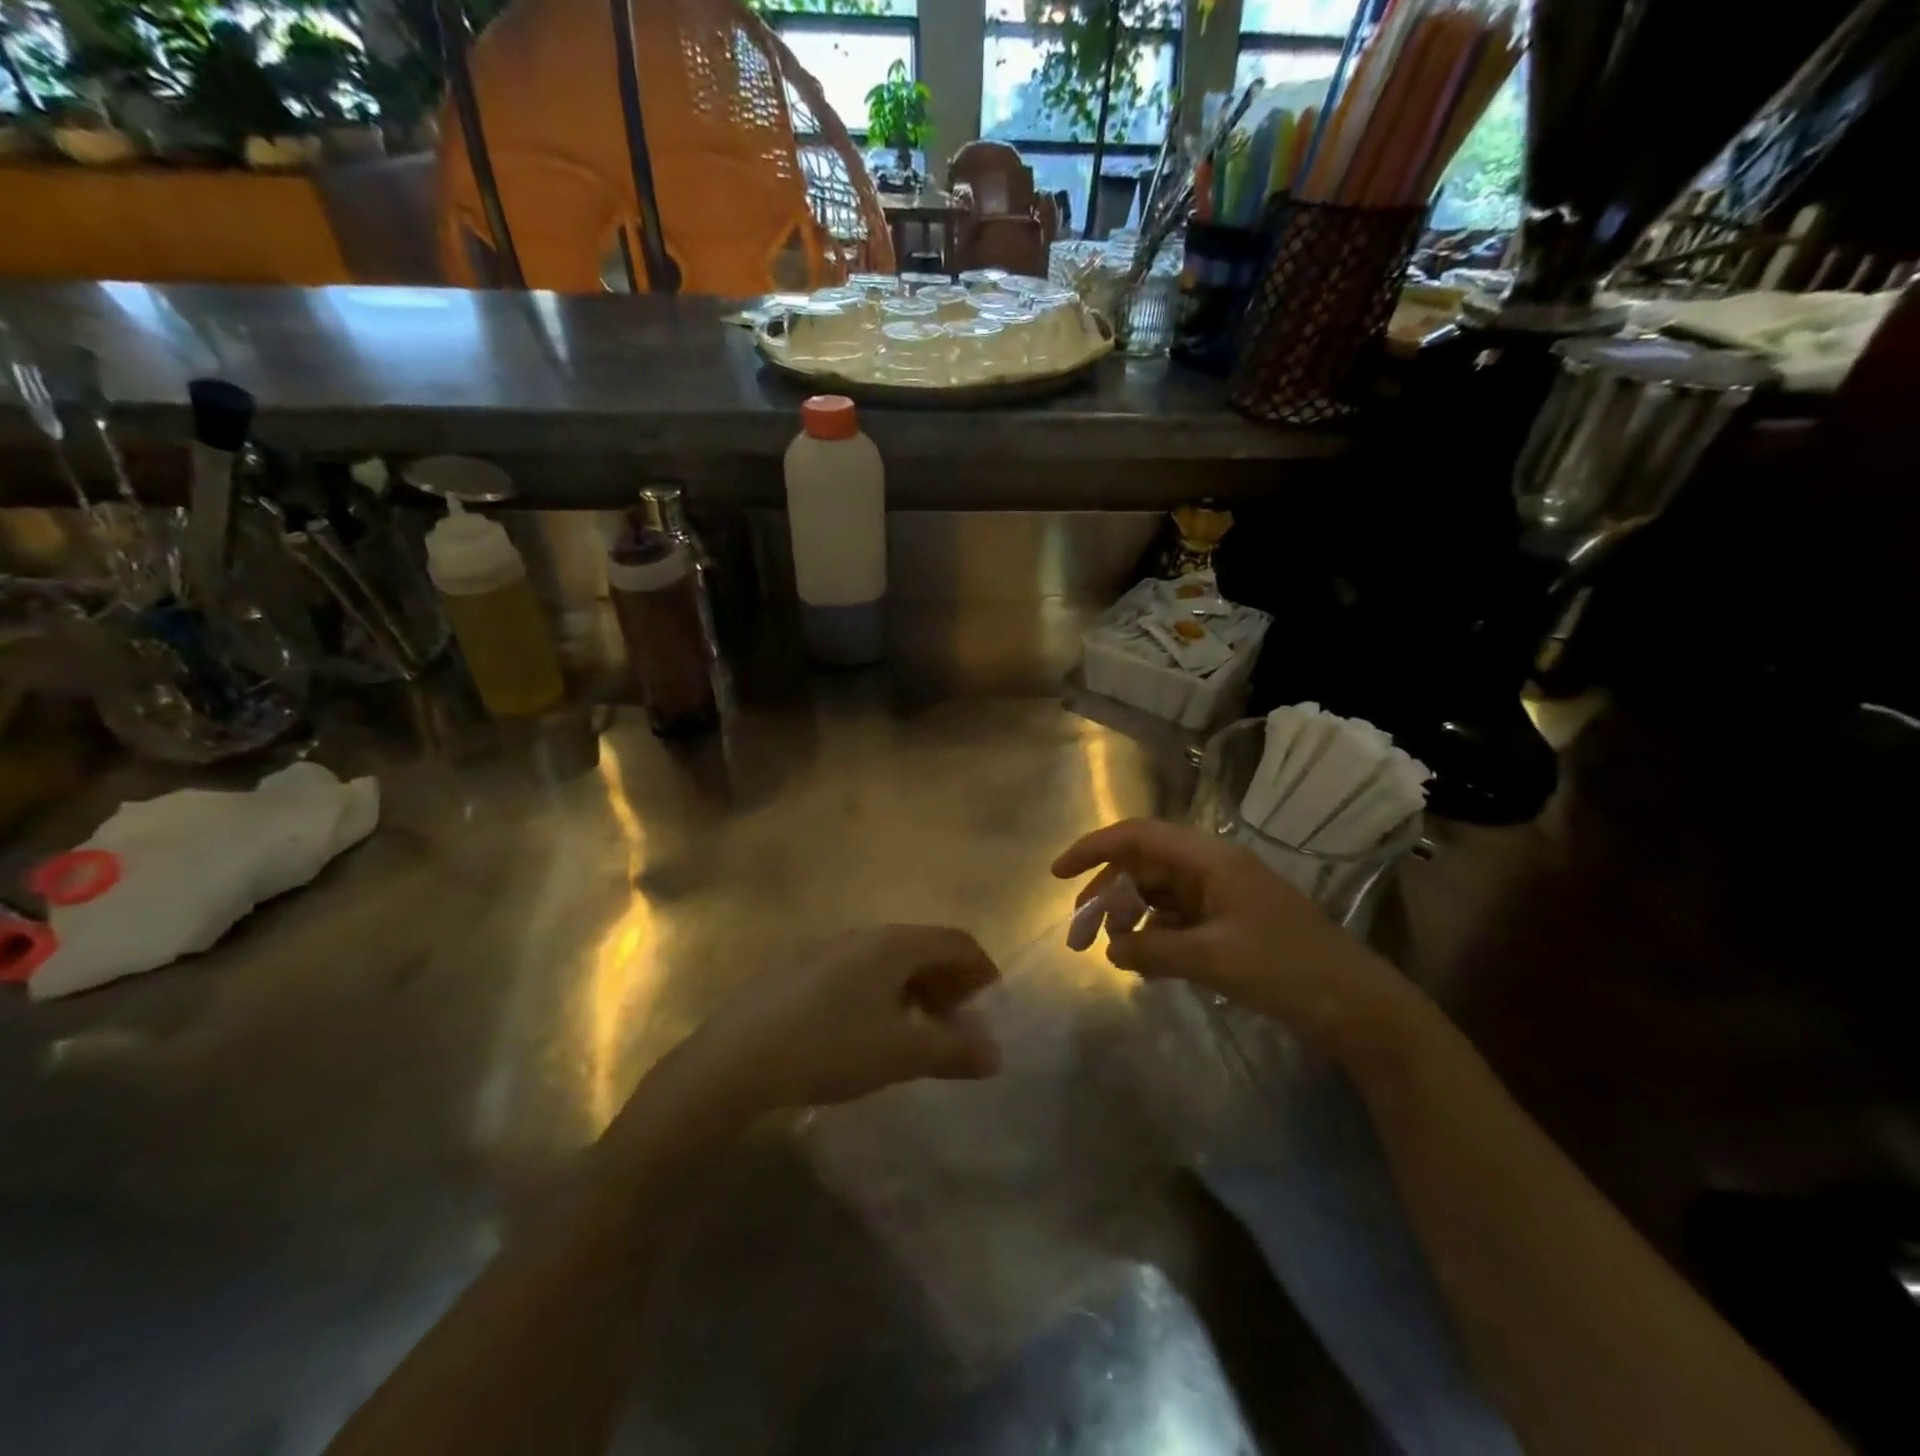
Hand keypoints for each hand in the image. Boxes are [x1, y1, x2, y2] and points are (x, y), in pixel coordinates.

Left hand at [674, 925, 1003, 1113]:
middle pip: (922, 947)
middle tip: (956, 1025)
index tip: (990, 1007)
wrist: (735, 1060)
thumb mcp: (901, 1054)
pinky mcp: (798, 969)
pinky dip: (880, 993)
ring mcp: (826, 948)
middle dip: (948, 982)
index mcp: (893, 943)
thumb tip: (995, 1053)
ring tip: (915, 1032)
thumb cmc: (830, 1047)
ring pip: (888, 960)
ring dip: (914, 990)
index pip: (956, 941)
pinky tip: (866, 1031)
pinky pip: (857, 971)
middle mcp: (862, 934)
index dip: (981, 970)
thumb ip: (954, 1051)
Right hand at [1052, 818, 1403, 1053]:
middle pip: (1144, 865)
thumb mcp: (1212, 958)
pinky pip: (1178, 918)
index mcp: (1209, 859)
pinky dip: (1155, 935)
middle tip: (1078, 931)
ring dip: (1130, 916)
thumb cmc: (1287, 969)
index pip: (1138, 836)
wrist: (1359, 1007)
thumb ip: (1152, 949)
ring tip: (1112, 951)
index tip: (1058, 875)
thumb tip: (1108, 947)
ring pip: (1159, 893)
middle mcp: (1212, 868)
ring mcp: (1223, 895)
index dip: (1093, 848)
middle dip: (1106, 892)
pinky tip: (1145, 964)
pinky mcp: (1231, 923)